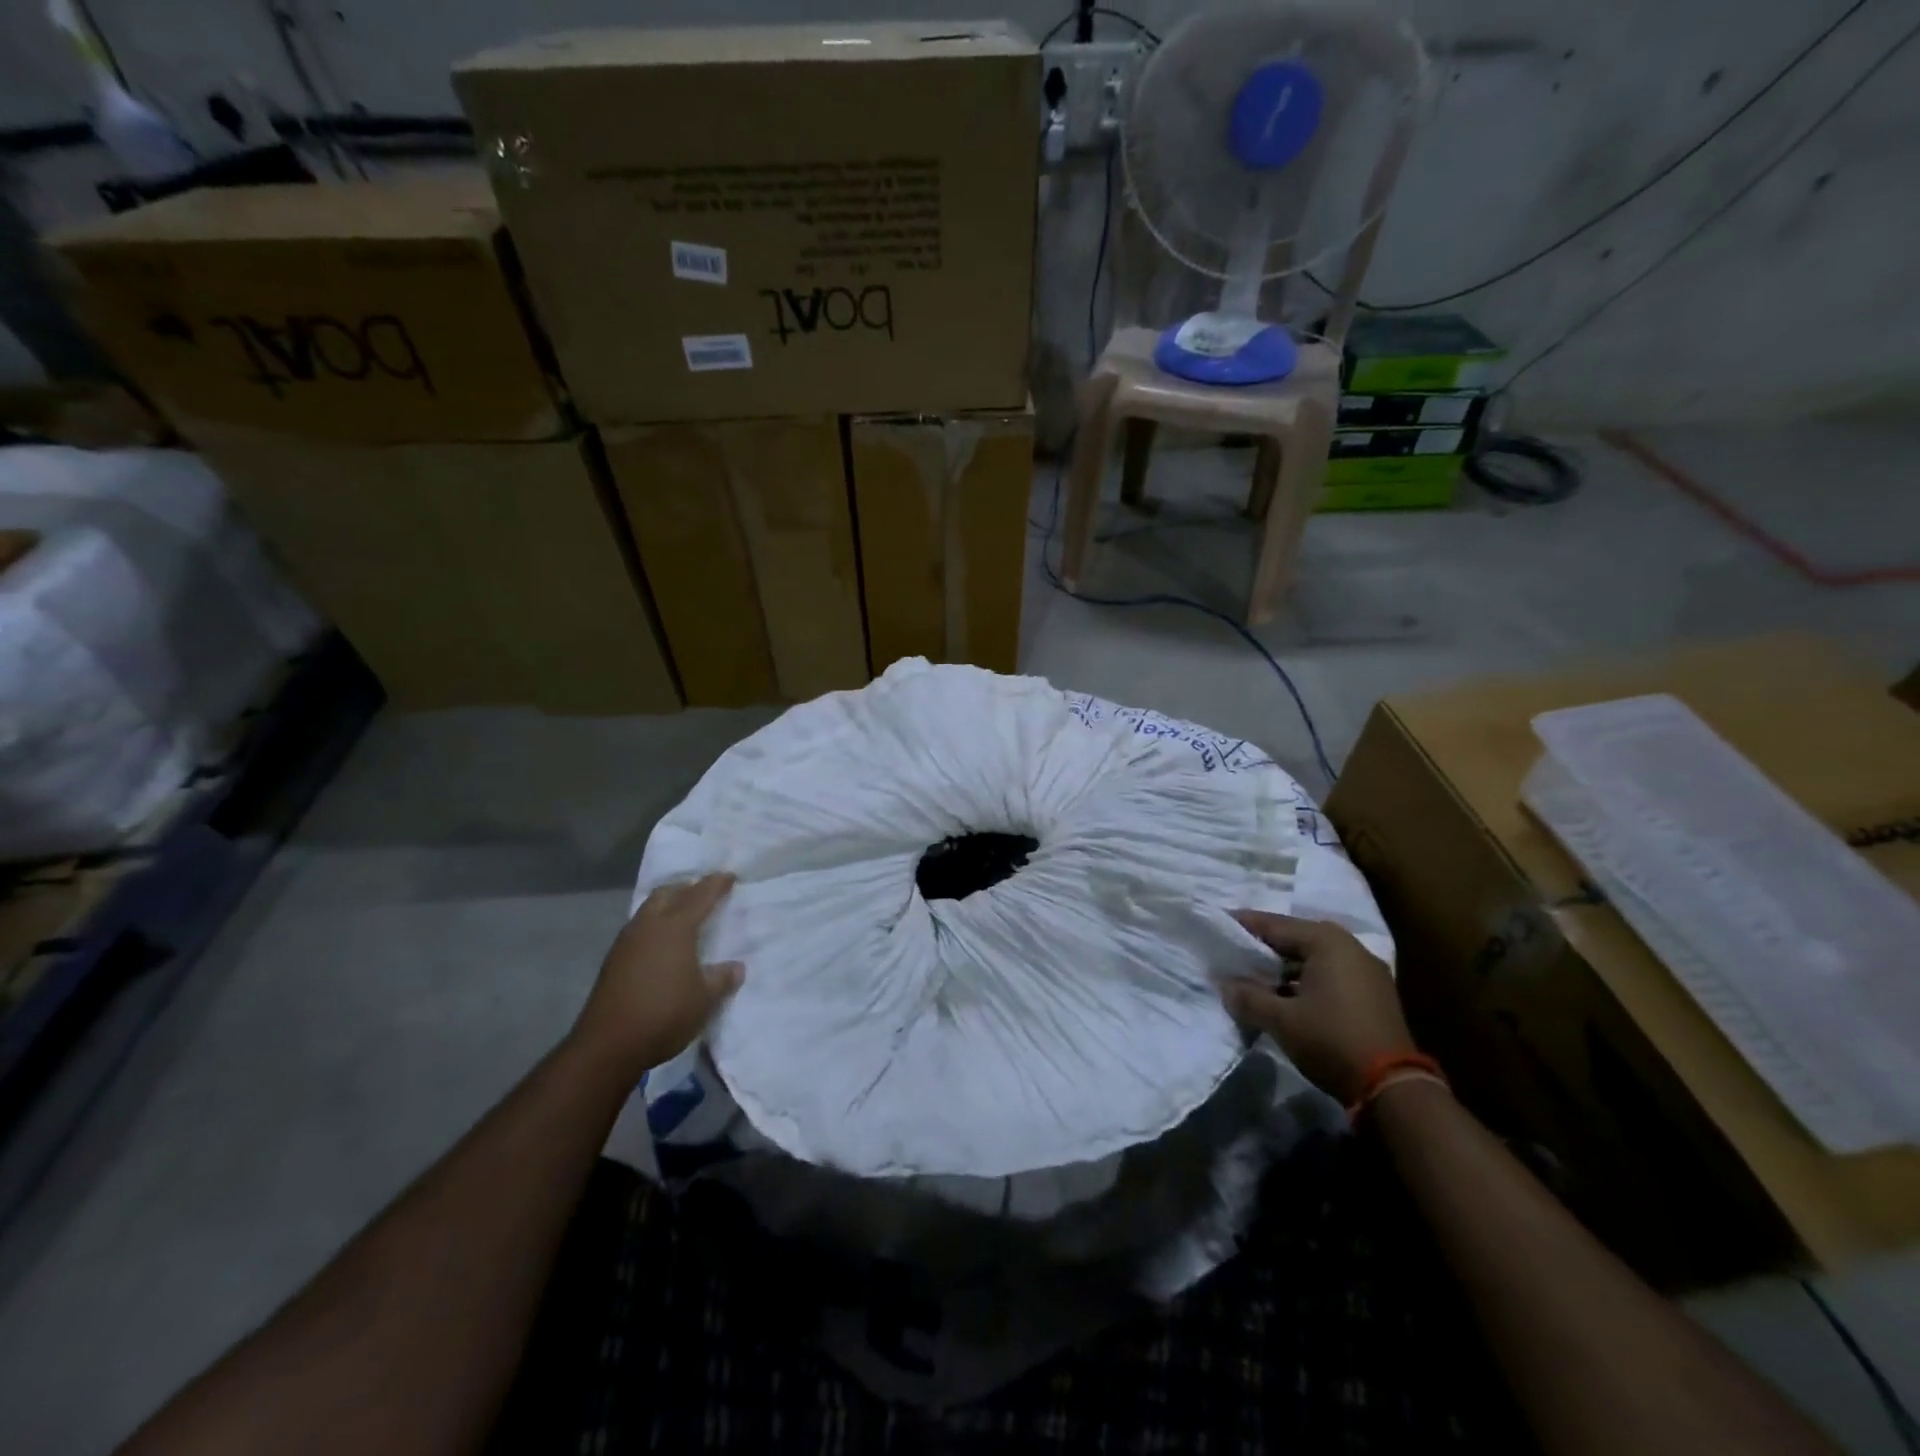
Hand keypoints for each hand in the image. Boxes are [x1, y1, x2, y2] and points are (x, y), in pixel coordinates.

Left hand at [570, 873, 743, 1079]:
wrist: (607, 1045)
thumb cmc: (665, 1015)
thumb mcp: (705, 999)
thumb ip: (722, 979)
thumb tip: (736, 967)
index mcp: (675, 928)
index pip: (700, 896)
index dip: (716, 884)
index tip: (730, 876)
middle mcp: (649, 926)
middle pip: (668, 893)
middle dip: (687, 888)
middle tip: (704, 891)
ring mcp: (626, 942)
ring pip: (649, 908)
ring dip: (668, 904)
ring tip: (684, 914)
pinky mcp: (613, 961)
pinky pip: (639, 928)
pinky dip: (655, 924)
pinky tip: (661, 942)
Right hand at [1221, 911, 1415, 1104]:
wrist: (1392, 1087)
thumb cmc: (1330, 1039)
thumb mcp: (1280, 1019)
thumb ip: (1247, 996)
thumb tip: (1225, 985)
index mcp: (1326, 941)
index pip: (1273, 925)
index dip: (1242, 926)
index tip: (1216, 924)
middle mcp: (1349, 947)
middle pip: (1294, 939)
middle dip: (1262, 948)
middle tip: (1231, 953)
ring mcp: (1365, 971)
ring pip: (1312, 959)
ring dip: (1283, 968)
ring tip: (1252, 978)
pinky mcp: (1373, 995)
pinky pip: (1328, 976)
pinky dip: (1304, 981)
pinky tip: (1284, 997)